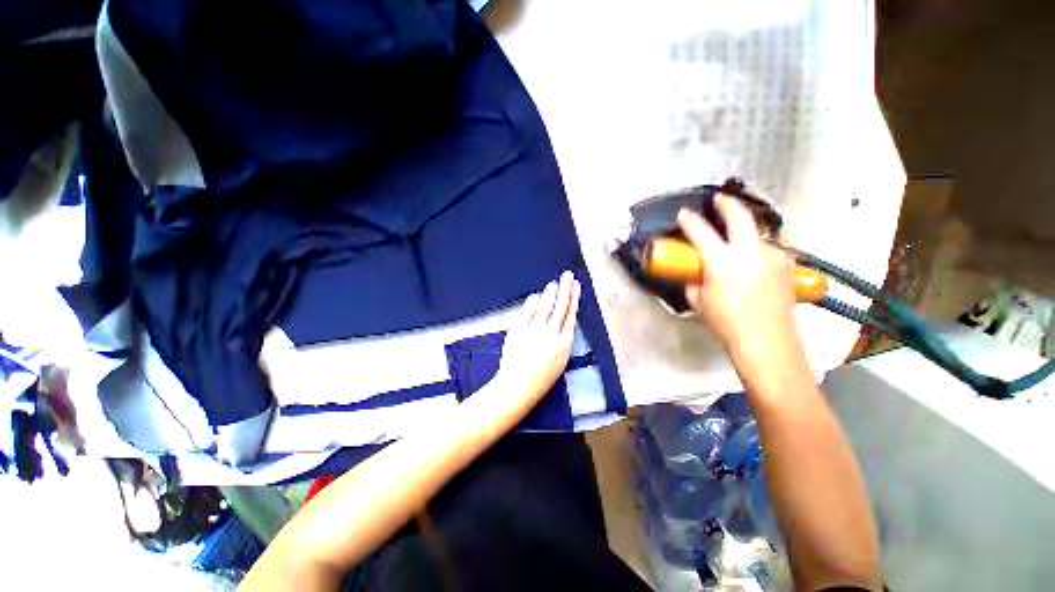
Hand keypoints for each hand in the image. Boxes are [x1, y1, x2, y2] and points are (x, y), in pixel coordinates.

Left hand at [497, 271, 580, 405]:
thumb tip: (563, 320)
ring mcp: (534, 331)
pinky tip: (536, 296)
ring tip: (554, 283)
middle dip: (566, 288)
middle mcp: (551, 334)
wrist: (517, 386)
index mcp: (564, 344)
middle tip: (568, 275)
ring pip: (545, 305)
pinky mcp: (519, 329)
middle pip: (561, 306)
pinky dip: (533, 301)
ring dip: (551, 292)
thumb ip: (563, 339)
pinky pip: (528, 310)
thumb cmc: (541, 378)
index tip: (576, 287)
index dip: (574, 298)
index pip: (571, 314)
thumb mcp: (561, 361)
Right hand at [677, 194, 800, 360]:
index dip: (690, 221)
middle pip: (740, 217)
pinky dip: (757, 249)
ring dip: (745, 231)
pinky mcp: (785, 266)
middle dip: (727, 204)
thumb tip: (694, 274)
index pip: (701, 233)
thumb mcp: (700, 301)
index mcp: (723, 263)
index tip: (684, 214)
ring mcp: (772, 257)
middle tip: (719, 200)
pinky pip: (768, 249)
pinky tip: (753, 261)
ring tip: (736, 238)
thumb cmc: (728, 323)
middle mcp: (751, 253)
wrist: (767, 341)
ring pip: (758, 233)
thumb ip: (694, 282)